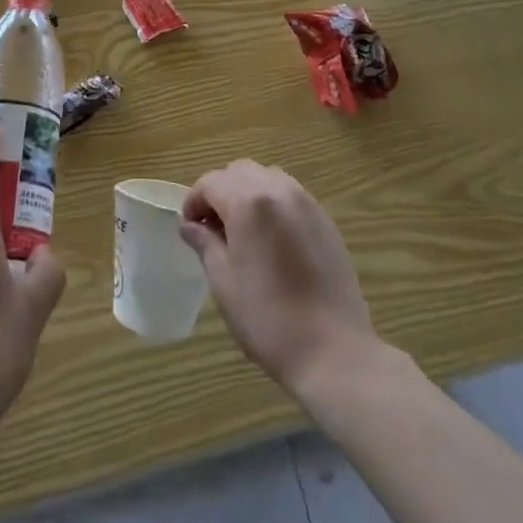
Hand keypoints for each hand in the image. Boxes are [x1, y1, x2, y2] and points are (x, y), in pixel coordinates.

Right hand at [180, 160, 376, 396]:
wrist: (333, 350)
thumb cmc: (267, 318)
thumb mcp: (224, 282)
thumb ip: (205, 244)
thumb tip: (190, 226)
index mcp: (248, 202)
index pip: (211, 182)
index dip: (194, 200)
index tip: (189, 227)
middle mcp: (278, 190)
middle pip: (239, 172)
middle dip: (220, 191)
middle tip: (212, 227)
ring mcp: (306, 202)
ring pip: (267, 178)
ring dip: (248, 193)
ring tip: (242, 231)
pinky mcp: (325, 219)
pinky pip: (291, 195)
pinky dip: (273, 204)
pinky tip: (272, 240)